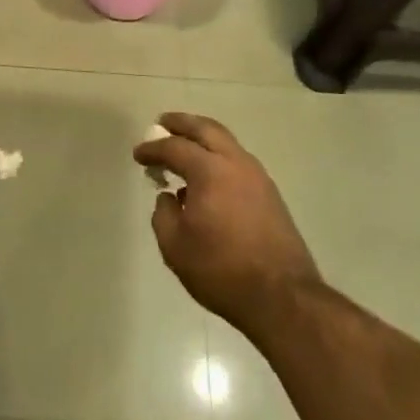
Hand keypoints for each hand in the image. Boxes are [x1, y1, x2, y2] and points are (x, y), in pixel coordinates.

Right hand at [134, 113, 321, 331]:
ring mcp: (258, 177)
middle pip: (206, 130)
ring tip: (184, 147)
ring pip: (227, 143)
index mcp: (210, 171)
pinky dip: (218, 157)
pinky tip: (208, 177)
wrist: (282, 296)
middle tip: (163, 123)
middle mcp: (236, 164)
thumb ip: (164, 215)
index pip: (175, 148)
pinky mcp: (270, 194)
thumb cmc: (221, 270)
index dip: (153, 149)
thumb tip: (168, 198)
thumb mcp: (175, 247)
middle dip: (182, 123)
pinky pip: (238, 161)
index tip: (138, 155)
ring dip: (203, 139)